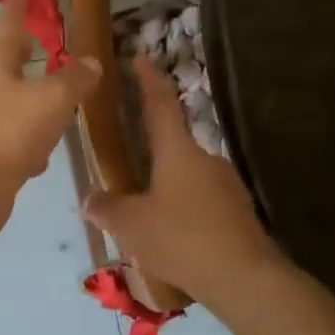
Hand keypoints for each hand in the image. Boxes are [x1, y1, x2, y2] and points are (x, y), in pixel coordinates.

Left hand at [0, 0, 100, 198]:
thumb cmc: (11, 131)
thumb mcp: (53, 99)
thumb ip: (75, 79)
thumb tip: (91, 63)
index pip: (6, 25)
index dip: (18, 8)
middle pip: (4, 60)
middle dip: (23, 48)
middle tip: (42, 38)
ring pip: (9, 97)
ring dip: (29, 94)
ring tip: (54, 96)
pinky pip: (10, 132)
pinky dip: (28, 134)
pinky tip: (42, 152)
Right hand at [83, 53, 286, 305]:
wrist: (244, 278)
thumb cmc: (181, 238)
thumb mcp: (131, 225)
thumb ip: (107, 209)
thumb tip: (89, 199)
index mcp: (178, 152)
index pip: (160, 105)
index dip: (148, 80)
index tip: (142, 56)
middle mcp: (206, 159)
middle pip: (174, 146)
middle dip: (152, 156)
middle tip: (130, 172)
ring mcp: (227, 185)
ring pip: (188, 178)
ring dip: (168, 189)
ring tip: (148, 217)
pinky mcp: (239, 212)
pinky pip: (203, 203)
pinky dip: (186, 212)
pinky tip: (175, 237)